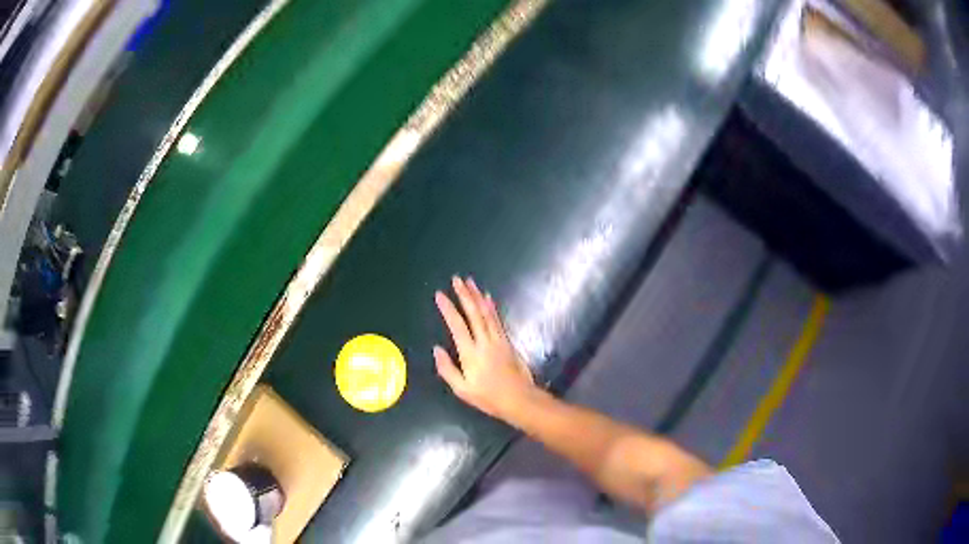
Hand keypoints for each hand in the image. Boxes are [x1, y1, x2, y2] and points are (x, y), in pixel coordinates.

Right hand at [434, 276, 535, 421]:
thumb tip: (436, 349)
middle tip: (456, 279)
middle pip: (474, 313)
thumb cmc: (488, 397)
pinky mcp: (507, 341)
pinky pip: (497, 319)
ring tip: (470, 282)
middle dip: (464, 294)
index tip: (440, 295)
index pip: (457, 325)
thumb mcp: (462, 389)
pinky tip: (488, 298)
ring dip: (477, 295)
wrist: (519, 399)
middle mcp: (484, 341)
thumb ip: (447, 369)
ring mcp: (498, 339)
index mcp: (471, 353)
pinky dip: (491, 307)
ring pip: (486, 312)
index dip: (448, 308)